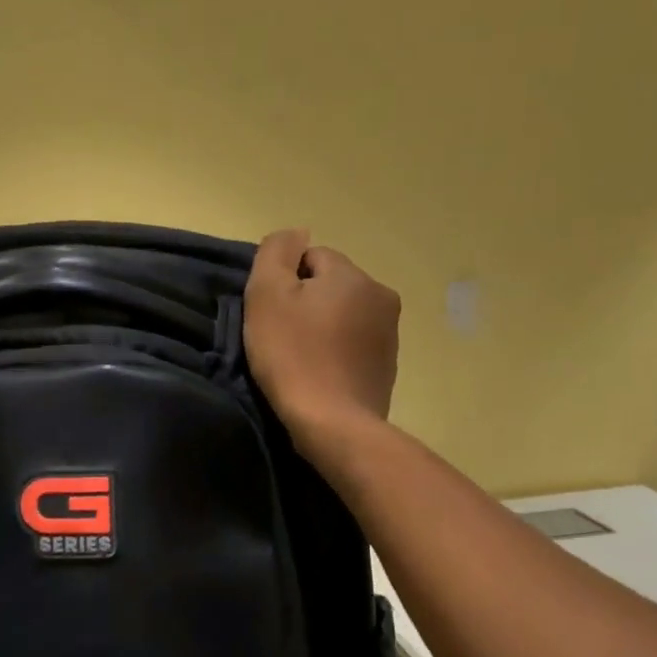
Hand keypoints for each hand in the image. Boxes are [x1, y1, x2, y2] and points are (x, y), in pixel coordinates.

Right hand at [243, 229, 399, 453]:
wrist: (332, 423)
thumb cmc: (293, 355)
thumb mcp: (267, 294)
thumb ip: (276, 251)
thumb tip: (296, 233)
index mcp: (353, 275)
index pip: (310, 257)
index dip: (284, 282)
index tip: (271, 314)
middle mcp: (381, 296)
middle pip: (329, 286)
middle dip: (306, 304)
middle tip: (282, 338)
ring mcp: (390, 334)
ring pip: (343, 315)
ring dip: (322, 328)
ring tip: (301, 359)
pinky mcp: (388, 367)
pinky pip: (354, 345)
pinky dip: (335, 353)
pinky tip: (319, 374)